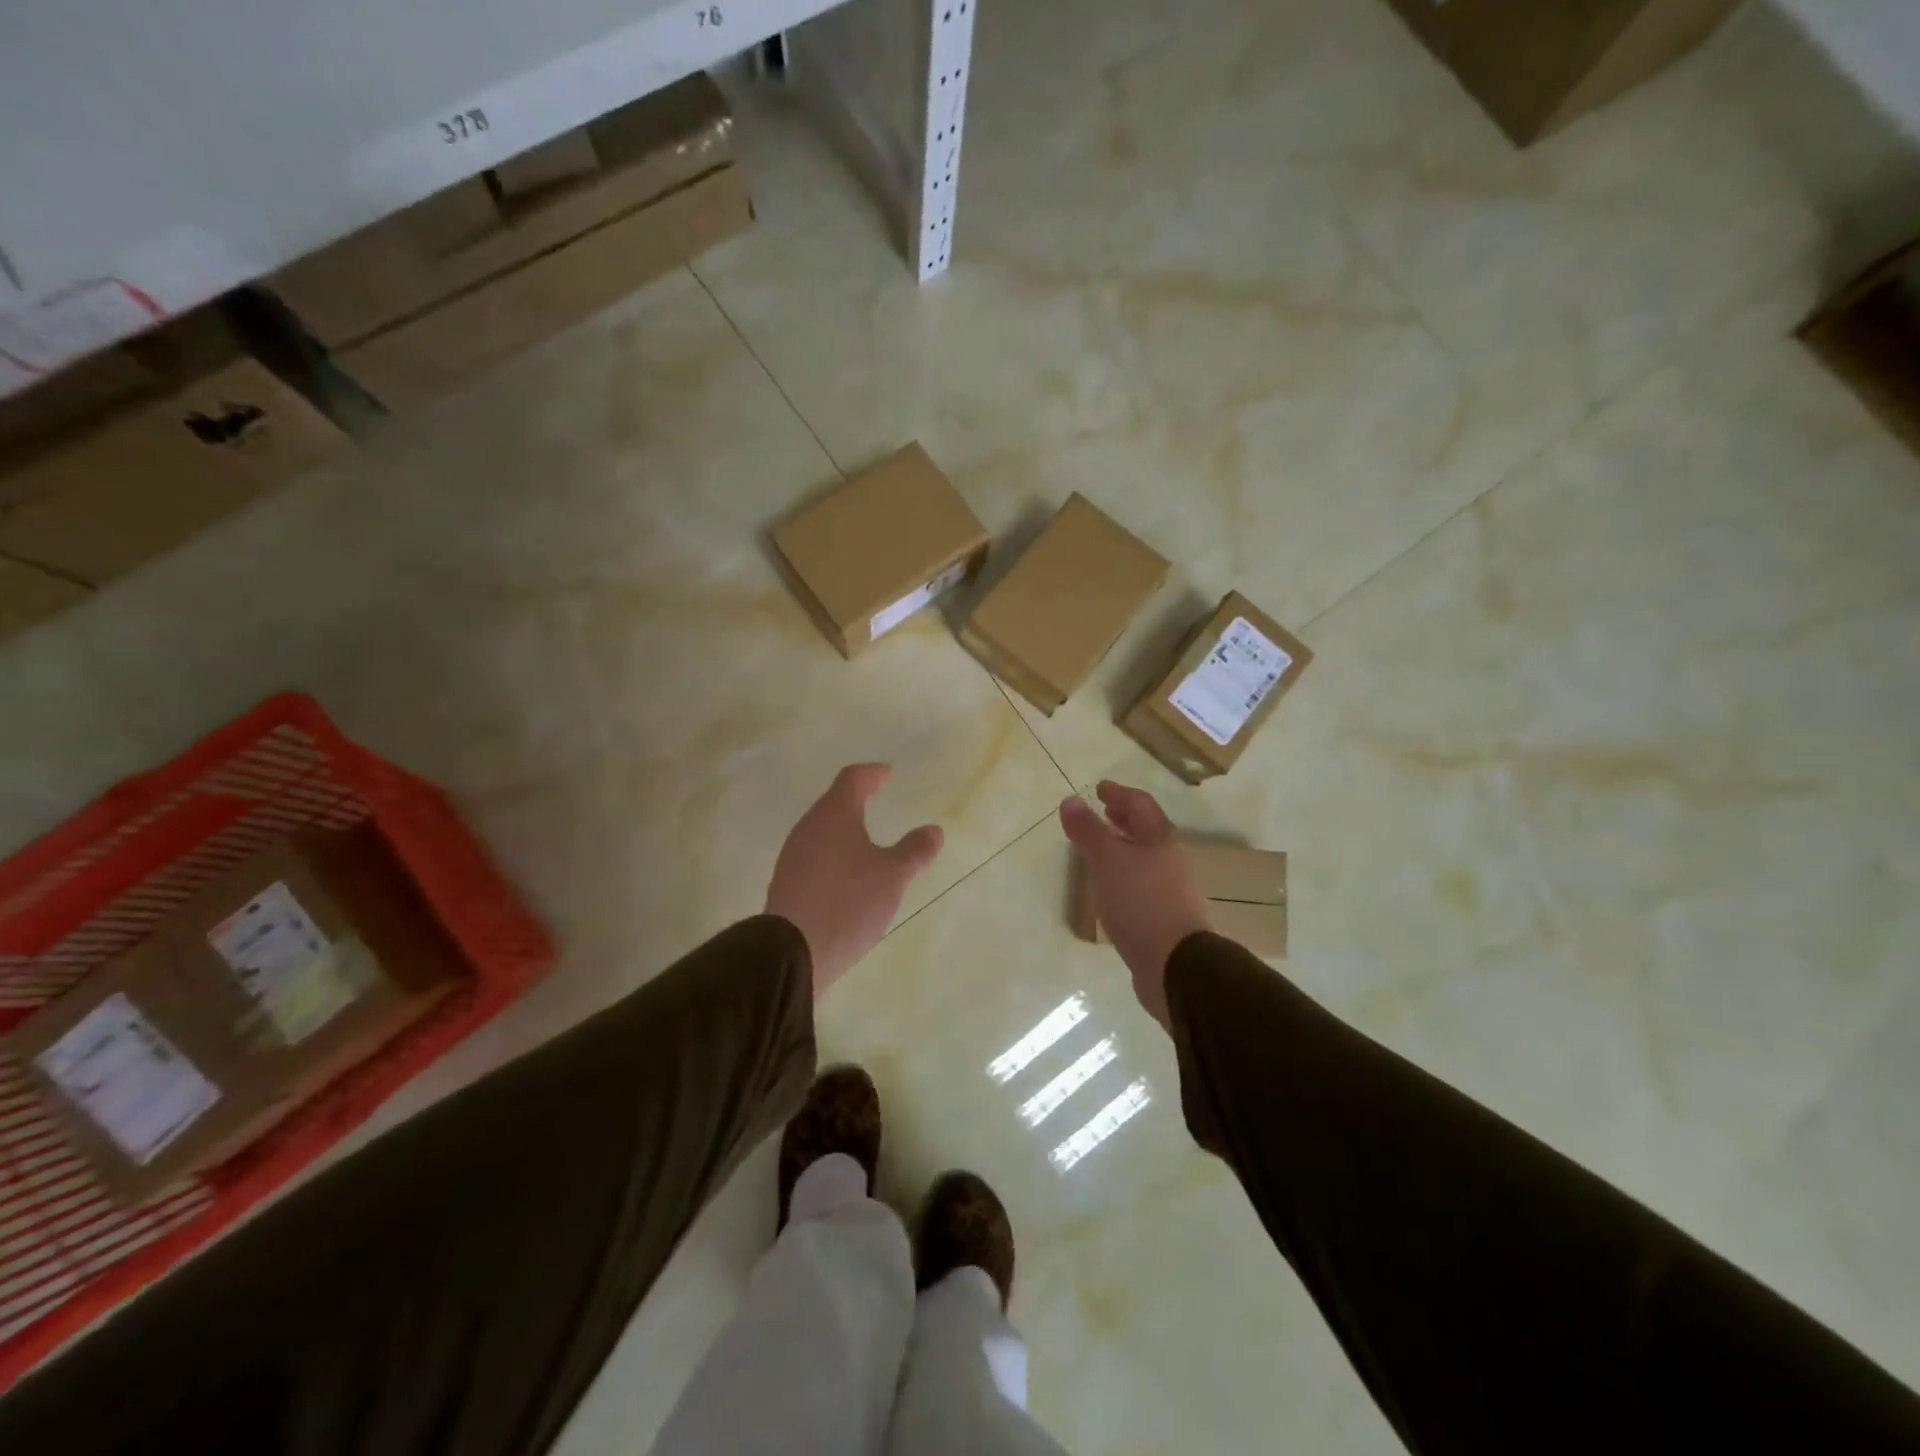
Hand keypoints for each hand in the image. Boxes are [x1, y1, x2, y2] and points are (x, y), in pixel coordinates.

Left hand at [766, 764, 944, 996]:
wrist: (793, 951)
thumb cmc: (848, 902)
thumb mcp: (893, 876)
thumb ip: (914, 850)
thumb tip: (933, 830)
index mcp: (834, 815)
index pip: (852, 779)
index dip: (872, 773)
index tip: (887, 773)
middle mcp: (809, 827)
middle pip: (833, 802)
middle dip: (856, 798)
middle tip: (876, 798)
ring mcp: (793, 855)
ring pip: (822, 829)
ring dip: (843, 828)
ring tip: (864, 838)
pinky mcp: (787, 882)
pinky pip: (814, 855)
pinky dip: (833, 853)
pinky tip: (845, 873)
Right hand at [1060, 782, 1211, 1028]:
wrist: (1175, 964)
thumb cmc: (1140, 902)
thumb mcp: (1106, 860)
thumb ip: (1088, 830)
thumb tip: (1071, 800)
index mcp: (1159, 839)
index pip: (1140, 804)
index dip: (1119, 793)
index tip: (1100, 788)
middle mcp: (1170, 860)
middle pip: (1146, 830)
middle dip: (1123, 819)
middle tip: (1102, 811)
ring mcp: (1170, 890)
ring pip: (1144, 858)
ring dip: (1123, 847)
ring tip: (1100, 849)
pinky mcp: (1165, 917)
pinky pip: (1142, 884)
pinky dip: (1124, 875)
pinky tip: (1110, 888)